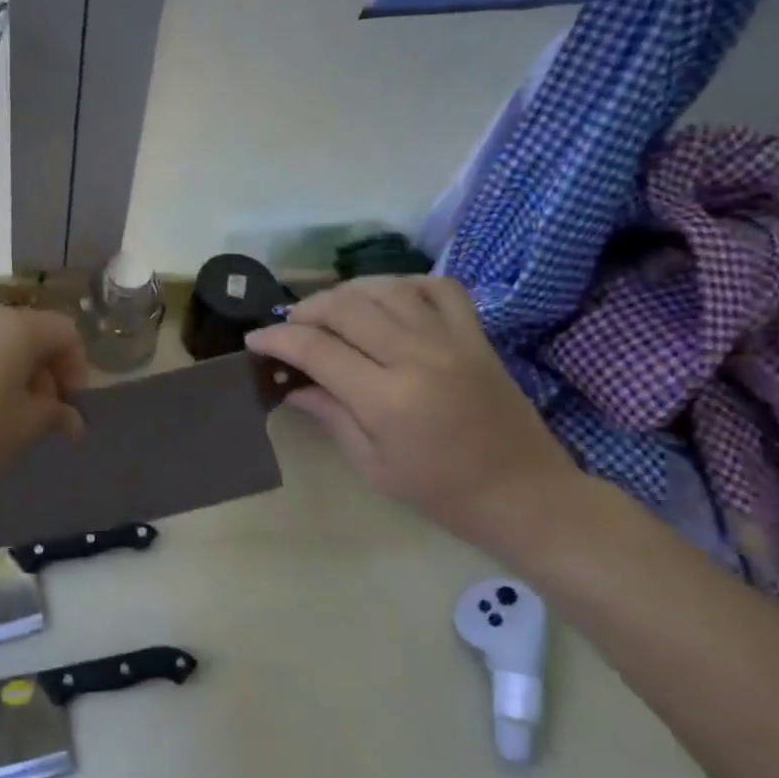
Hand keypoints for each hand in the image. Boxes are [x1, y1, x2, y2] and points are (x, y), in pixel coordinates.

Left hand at [0, 306, 86, 494]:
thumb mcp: (24, 427)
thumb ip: (54, 415)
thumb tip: (71, 419)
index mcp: (18, 327)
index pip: (65, 332)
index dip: (77, 368)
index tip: (70, 405)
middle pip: (30, 337)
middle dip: (44, 375)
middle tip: (41, 418)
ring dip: (11, 378)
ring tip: (5, 420)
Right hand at [246, 276, 582, 556]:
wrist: (523, 493)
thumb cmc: (440, 492)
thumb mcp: (372, 464)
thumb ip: (330, 415)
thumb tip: (292, 384)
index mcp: (387, 398)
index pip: (316, 348)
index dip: (277, 339)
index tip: (254, 341)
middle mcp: (417, 356)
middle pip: (346, 308)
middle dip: (305, 310)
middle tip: (289, 327)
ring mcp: (451, 339)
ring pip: (386, 288)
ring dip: (347, 292)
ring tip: (329, 311)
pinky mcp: (476, 334)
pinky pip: (438, 287)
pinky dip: (404, 284)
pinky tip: (386, 300)